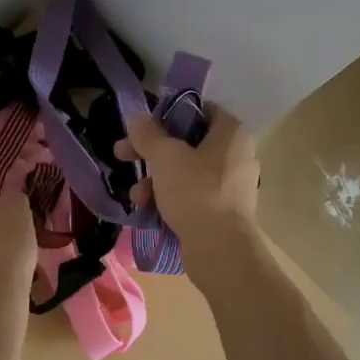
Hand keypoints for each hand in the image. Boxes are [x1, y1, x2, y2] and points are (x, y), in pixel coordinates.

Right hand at [119, 105, 262, 286]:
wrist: (220, 249)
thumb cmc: (196, 192)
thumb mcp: (165, 156)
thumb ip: (148, 134)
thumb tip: (137, 120)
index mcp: (231, 134)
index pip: (201, 110)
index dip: (169, 114)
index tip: (144, 127)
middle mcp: (236, 156)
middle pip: (188, 144)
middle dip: (152, 152)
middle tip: (123, 154)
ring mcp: (231, 186)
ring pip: (186, 172)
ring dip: (156, 180)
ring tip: (137, 195)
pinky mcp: (223, 212)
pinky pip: (192, 196)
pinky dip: (170, 199)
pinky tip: (149, 210)